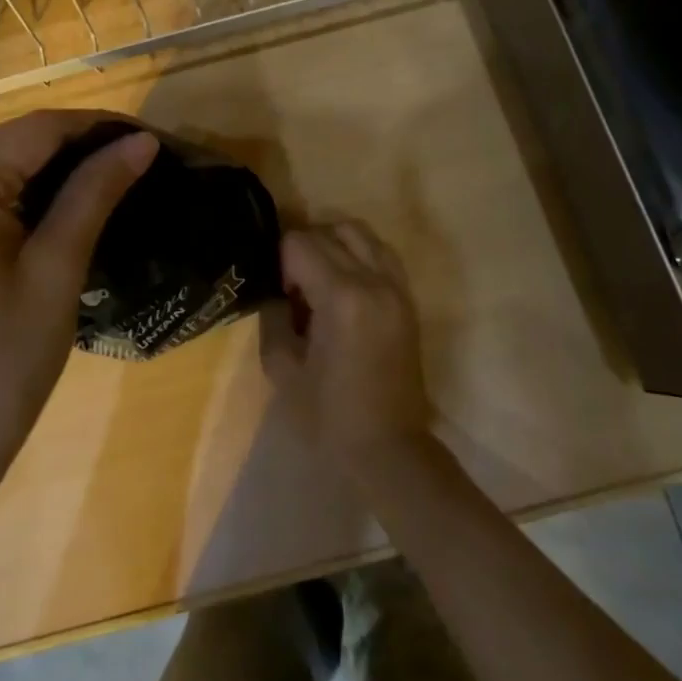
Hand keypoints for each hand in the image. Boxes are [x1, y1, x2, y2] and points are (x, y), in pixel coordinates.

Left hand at [0, 111, 157, 504]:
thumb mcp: (55, 274)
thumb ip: (94, 193)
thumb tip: (140, 141)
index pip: (36, 129)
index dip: (97, 128)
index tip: (146, 138)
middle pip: (3, 145)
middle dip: (67, 153)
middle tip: (127, 169)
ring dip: (32, 173)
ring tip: (94, 188)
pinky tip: (33, 216)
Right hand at [262, 221, 432, 484]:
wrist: (389, 449)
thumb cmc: (329, 417)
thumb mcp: (282, 368)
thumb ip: (274, 316)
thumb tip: (275, 289)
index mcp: (341, 298)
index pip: (300, 243)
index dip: (280, 262)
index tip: (279, 294)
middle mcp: (374, 281)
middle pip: (330, 231)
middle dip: (303, 248)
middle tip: (292, 285)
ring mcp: (397, 287)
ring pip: (360, 232)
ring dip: (332, 243)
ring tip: (318, 278)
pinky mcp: (407, 298)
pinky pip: (381, 252)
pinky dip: (358, 253)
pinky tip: (344, 284)